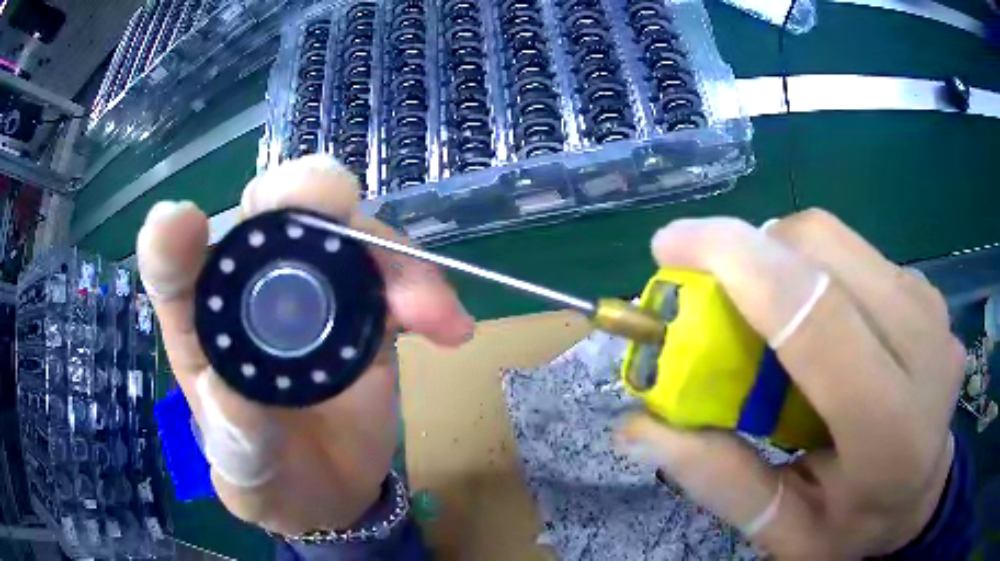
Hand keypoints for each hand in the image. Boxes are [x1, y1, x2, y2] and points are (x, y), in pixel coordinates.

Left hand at [136, 155, 473, 534]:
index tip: (179, 225)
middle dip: (297, 195)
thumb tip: (233, 393)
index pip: (172, 268)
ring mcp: (310, 290)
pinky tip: (449, 327)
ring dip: (389, 252)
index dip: (172, 241)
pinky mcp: (361, 304)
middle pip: (264, 214)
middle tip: (335, 200)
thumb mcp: (248, 480)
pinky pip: (393, 270)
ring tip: (428, 310)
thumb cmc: (272, 480)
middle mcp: (248, 292)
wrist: (332, 488)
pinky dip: (423, 284)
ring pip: (342, 227)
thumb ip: (238, 446)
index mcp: (200, 328)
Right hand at [616, 210, 962, 557]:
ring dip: (780, 257)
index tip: (670, 246)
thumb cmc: (855, 527)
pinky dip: (813, 267)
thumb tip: (638, 425)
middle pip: (825, 251)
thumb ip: (721, 481)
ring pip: (838, 240)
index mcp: (891, 431)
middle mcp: (925, 349)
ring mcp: (932, 309)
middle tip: (709, 291)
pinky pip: (855, 252)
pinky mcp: (927, 291)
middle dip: (750, 250)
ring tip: (761, 313)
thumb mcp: (784, 531)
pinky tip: (812, 317)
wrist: (921, 496)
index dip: (739, 263)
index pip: (818, 318)